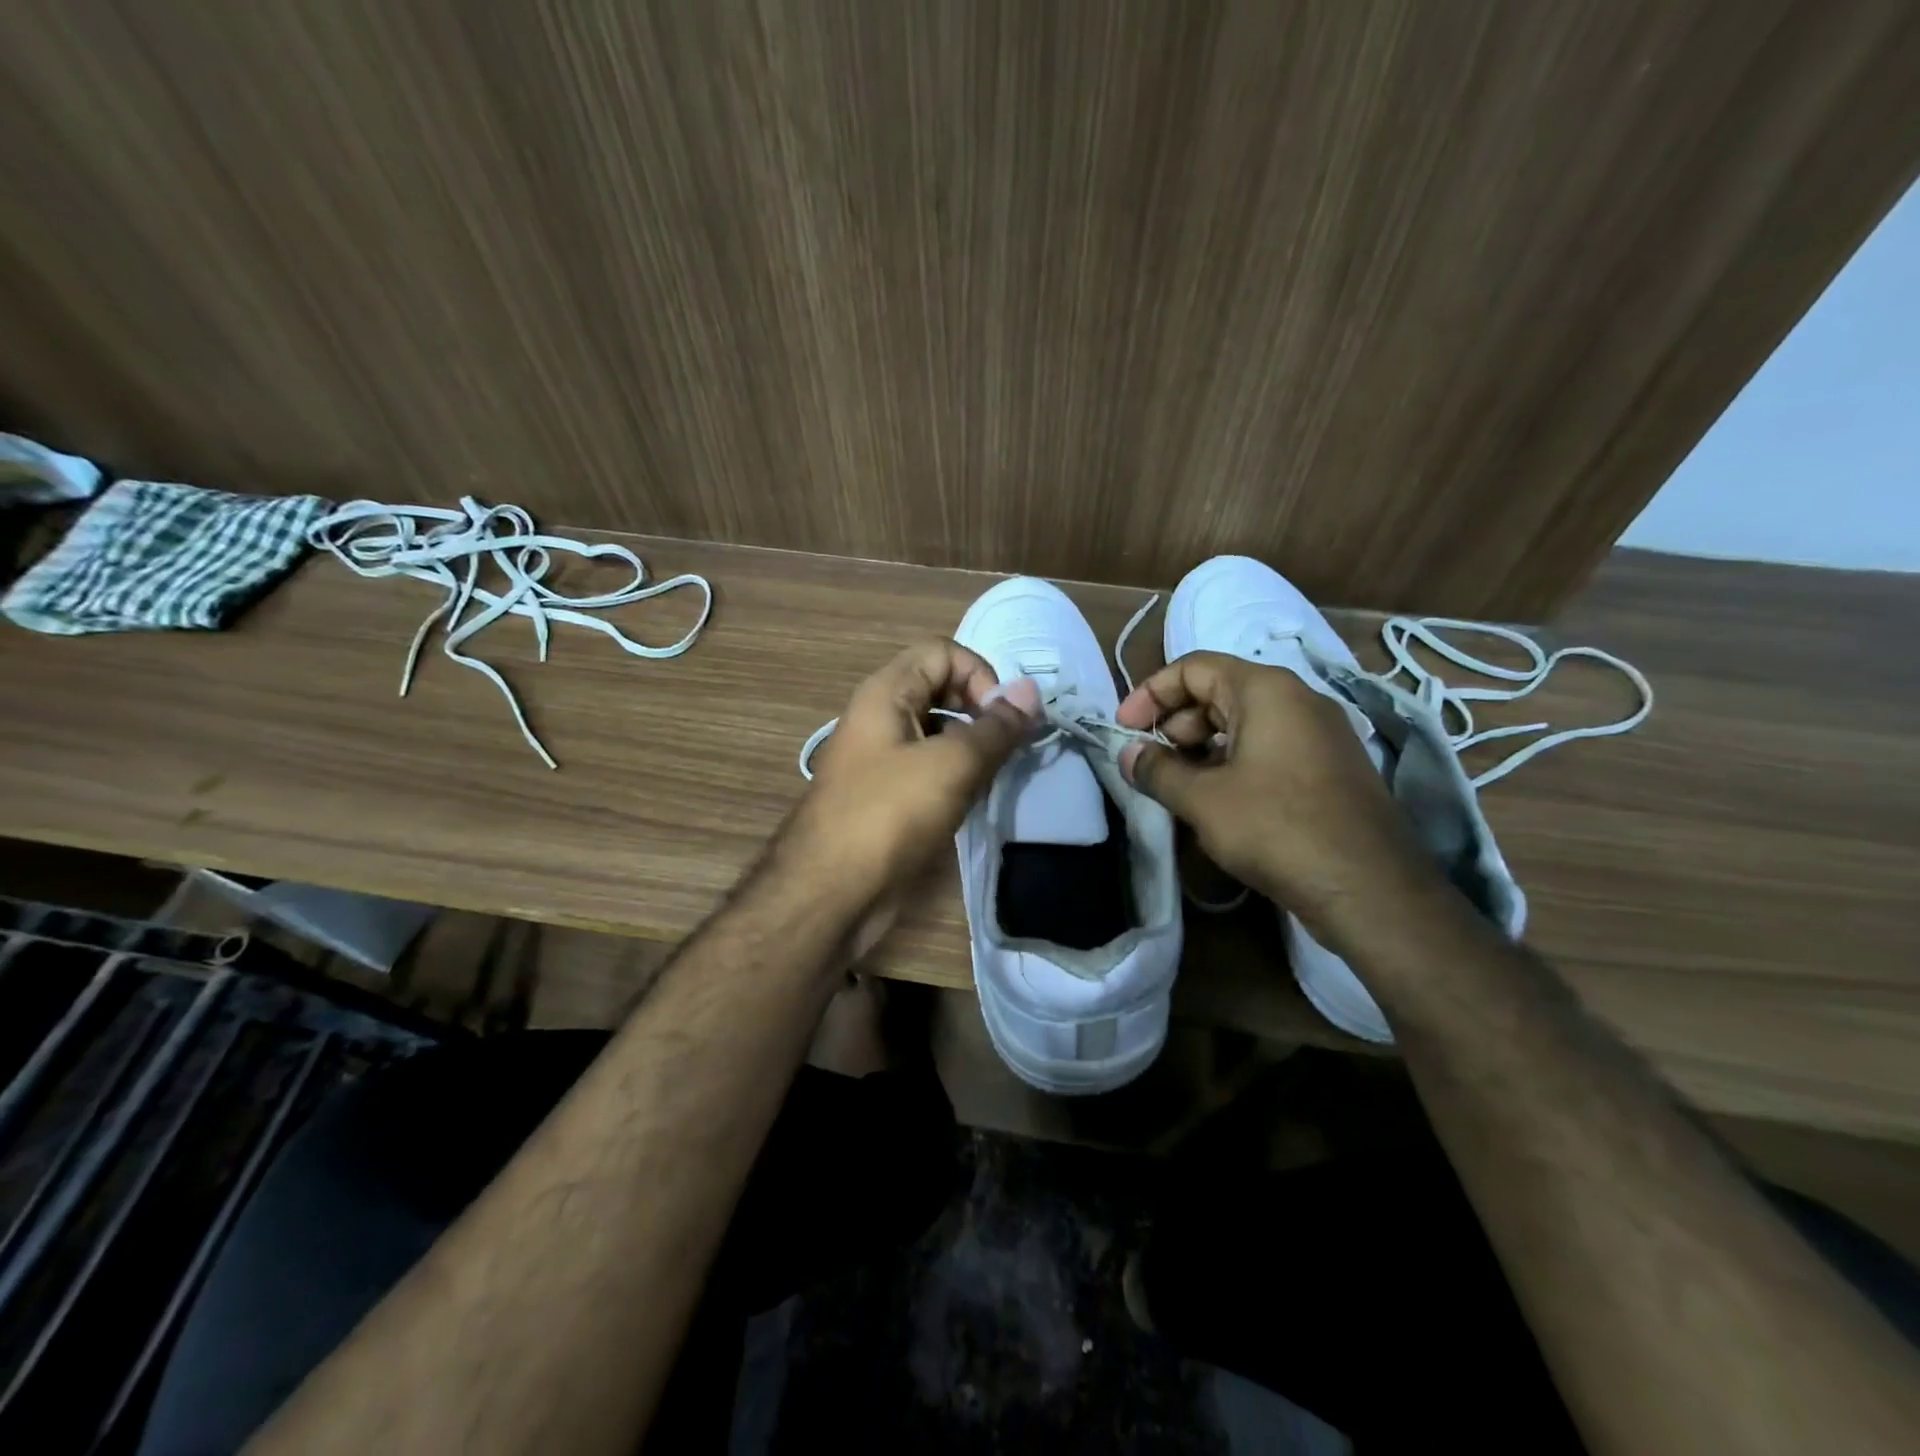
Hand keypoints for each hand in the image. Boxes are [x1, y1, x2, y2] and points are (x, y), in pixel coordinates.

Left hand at [784, 640, 1039, 922]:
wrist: (831, 892)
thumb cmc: (889, 815)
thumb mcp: (951, 764)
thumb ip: (995, 727)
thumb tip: (1031, 690)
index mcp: (886, 692)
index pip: (943, 651)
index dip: (980, 674)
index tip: (1003, 718)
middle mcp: (882, 716)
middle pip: (942, 687)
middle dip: (980, 710)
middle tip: (1008, 746)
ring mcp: (883, 757)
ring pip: (940, 731)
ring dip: (973, 745)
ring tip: (995, 774)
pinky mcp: (888, 794)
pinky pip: (931, 767)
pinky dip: (957, 774)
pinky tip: (973, 799)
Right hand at [1115, 651, 1439, 939]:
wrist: (1370, 887)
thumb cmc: (1277, 828)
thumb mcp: (1203, 799)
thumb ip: (1157, 770)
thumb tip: (1128, 754)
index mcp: (1266, 690)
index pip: (1193, 667)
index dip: (1151, 694)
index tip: (1124, 729)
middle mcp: (1297, 699)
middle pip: (1219, 691)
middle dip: (1175, 722)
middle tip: (1151, 761)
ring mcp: (1320, 734)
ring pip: (1244, 723)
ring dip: (1201, 746)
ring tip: (1178, 784)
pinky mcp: (1329, 767)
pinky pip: (1268, 748)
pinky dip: (1233, 762)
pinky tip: (1217, 800)